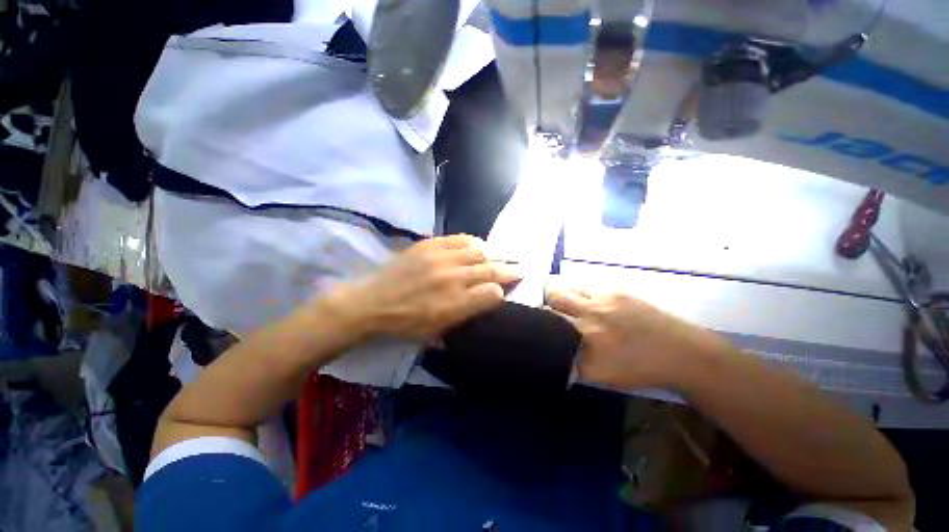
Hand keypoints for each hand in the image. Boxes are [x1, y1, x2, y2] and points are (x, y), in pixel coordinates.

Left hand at [328, 235, 520, 340]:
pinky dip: (473, 242)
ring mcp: (441, 258)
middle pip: (491, 270)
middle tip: (521, 267)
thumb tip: (487, 300)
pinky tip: (479, 245)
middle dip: (510, 269)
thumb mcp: (437, 331)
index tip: (508, 290)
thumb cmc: (406, 323)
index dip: (504, 291)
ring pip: (479, 252)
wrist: (373, 302)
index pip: (492, 293)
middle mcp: (453, 279)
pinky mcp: (430, 245)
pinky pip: (459, 239)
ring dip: (495, 254)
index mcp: (454, 304)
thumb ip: (466, 315)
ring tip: (502, 256)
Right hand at [545, 281, 726, 389]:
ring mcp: (604, 296)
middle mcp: (591, 311)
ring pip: (569, 284)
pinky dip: (577, 287)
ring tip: (559, 297)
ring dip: (559, 289)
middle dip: (544, 297)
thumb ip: (571, 364)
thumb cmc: (640, 369)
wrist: (682, 353)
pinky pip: (586, 283)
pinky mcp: (617, 289)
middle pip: (554, 293)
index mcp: (586, 335)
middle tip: (545, 305)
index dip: (536, 316)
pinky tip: (582, 296)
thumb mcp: (601, 376)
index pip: (548, 318)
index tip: (532, 319)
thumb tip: (550, 355)